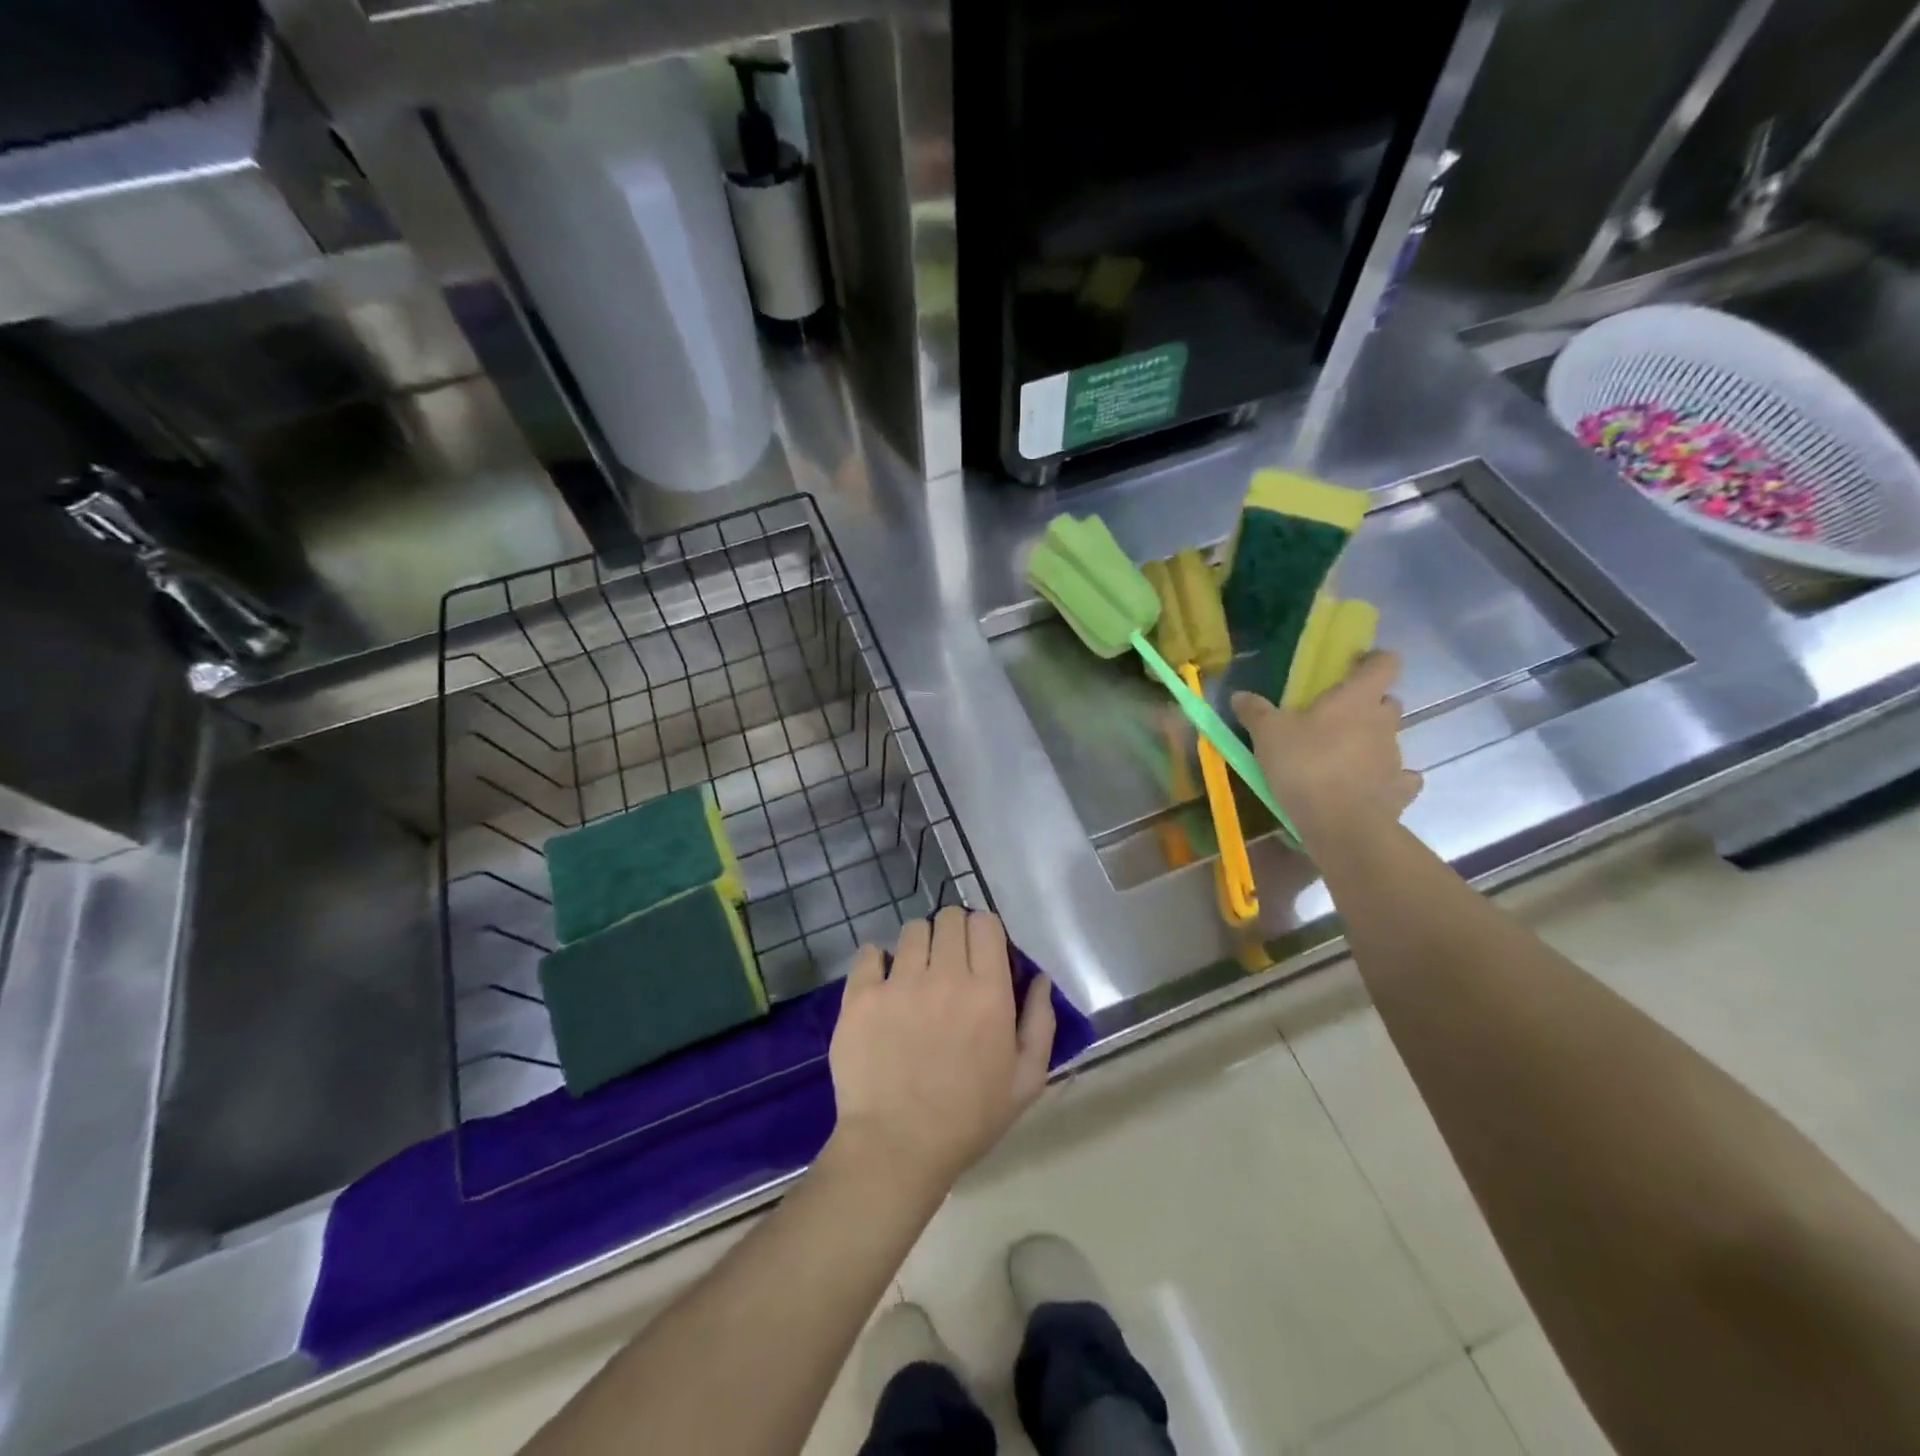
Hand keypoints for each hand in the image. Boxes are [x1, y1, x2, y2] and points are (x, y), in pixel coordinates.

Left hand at [827, 907, 1054, 1198]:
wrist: (897, 1149)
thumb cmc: (968, 1118)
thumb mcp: (1026, 1080)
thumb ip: (1040, 1022)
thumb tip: (1039, 977)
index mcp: (988, 992)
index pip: (985, 923)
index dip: (983, 931)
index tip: (980, 952)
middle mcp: (944, 976)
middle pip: (949, 918)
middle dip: (953, 933)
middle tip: (948, 963)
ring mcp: (898, 983)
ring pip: (911, 930)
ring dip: (917, 945)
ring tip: (914, 974)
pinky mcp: (861, 996)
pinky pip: (868, 952)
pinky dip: (876, 961)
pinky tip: (881, 984)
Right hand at [1232, 650, 1421, 847]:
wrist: (1340, 823)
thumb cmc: (1305, 764)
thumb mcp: (1267, 734)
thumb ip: (1255, 711)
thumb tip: (1239, 695)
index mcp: (1357, 698)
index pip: (1384, 663)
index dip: (1374, 660)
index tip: (1355, 665)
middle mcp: (1384, 722)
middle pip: (1388, 702)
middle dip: (1368, 706)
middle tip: (1336, 718)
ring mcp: (1396, 757)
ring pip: (1389, 739)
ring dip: (1370, 743)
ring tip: (1340, 759)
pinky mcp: (1400, 790)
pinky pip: (1399, 778)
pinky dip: (1386, 779)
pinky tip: (1364, 786)